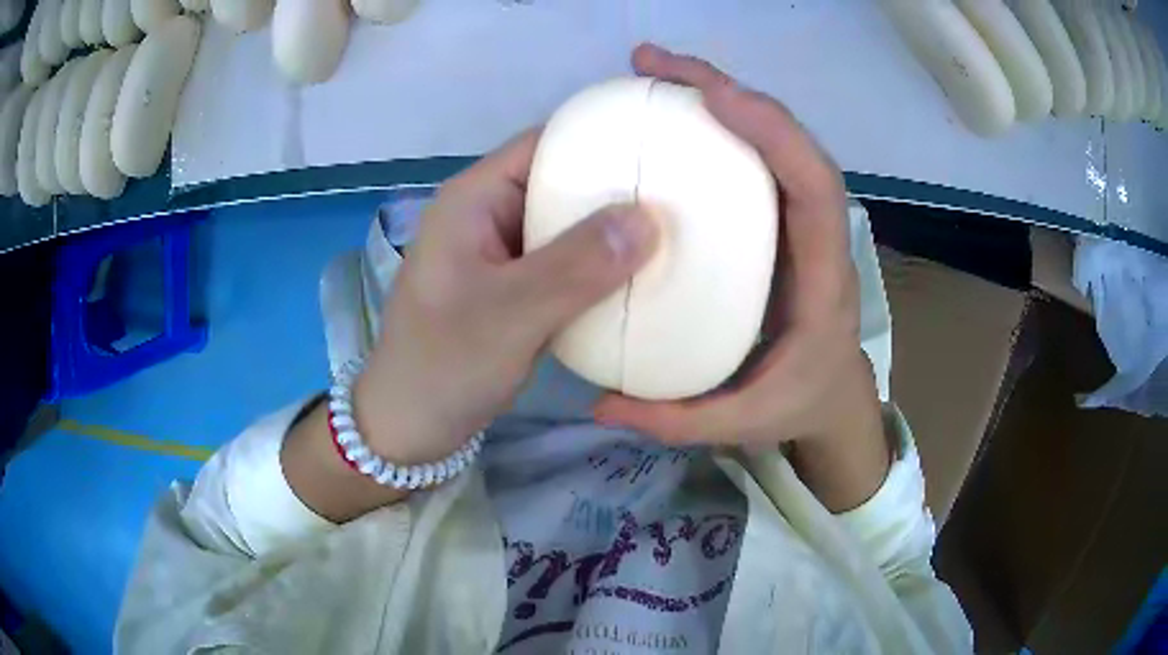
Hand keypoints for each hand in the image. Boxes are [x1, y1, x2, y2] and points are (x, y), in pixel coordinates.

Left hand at [354, 133, 658, 464]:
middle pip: (561, 182)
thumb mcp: (509, 314)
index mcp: (473, 199)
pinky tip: (638, 277)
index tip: (663, 151)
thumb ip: (576, 266)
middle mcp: (488, 214)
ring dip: (612, 232)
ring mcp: (501, 253)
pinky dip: (599, 267)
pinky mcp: (514, 288)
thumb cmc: (444, 365)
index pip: (544, 144)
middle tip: (682, 199)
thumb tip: (649, 218)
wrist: (410, 428)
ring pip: (567, 225)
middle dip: (617, 189)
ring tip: (674, 233)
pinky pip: (565, 263)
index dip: (603, 140)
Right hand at [594, 46, 887, 507]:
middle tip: (654, 65)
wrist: (831, 395)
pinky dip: (718, 122)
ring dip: (719, 95)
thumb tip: (599, 402)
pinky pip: (753, 156)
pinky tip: (672, 115)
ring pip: (772, 138)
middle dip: (728, 90)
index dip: (772, 131)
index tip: (710, 96)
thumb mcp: (741, 423)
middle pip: (790, 141)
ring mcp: (798, 219)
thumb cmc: (798, 402)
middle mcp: (818, 233)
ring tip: (655, 73)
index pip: (813, 186)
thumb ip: (675, 419)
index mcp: (824, 276)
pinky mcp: (778, 217)